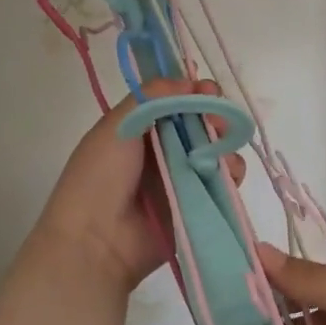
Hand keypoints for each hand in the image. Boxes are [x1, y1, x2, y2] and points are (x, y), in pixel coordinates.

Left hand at [32, 80, 240, 293]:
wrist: (95, 243)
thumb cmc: (99, 177)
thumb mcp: (117, 125)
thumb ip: (153, 96)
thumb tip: (190, 81)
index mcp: (139, 127)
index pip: (175, 101)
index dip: (195, 92)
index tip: (208, 90)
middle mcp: (161, 150)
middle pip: (200, 124)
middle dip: (215, 116)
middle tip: (219, 121)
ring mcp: (181, 178)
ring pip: (215, 151)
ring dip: (224, 145)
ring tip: (220, 152)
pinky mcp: (197, 205)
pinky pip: (223, 183)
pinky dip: (230, 174)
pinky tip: (227, 173)